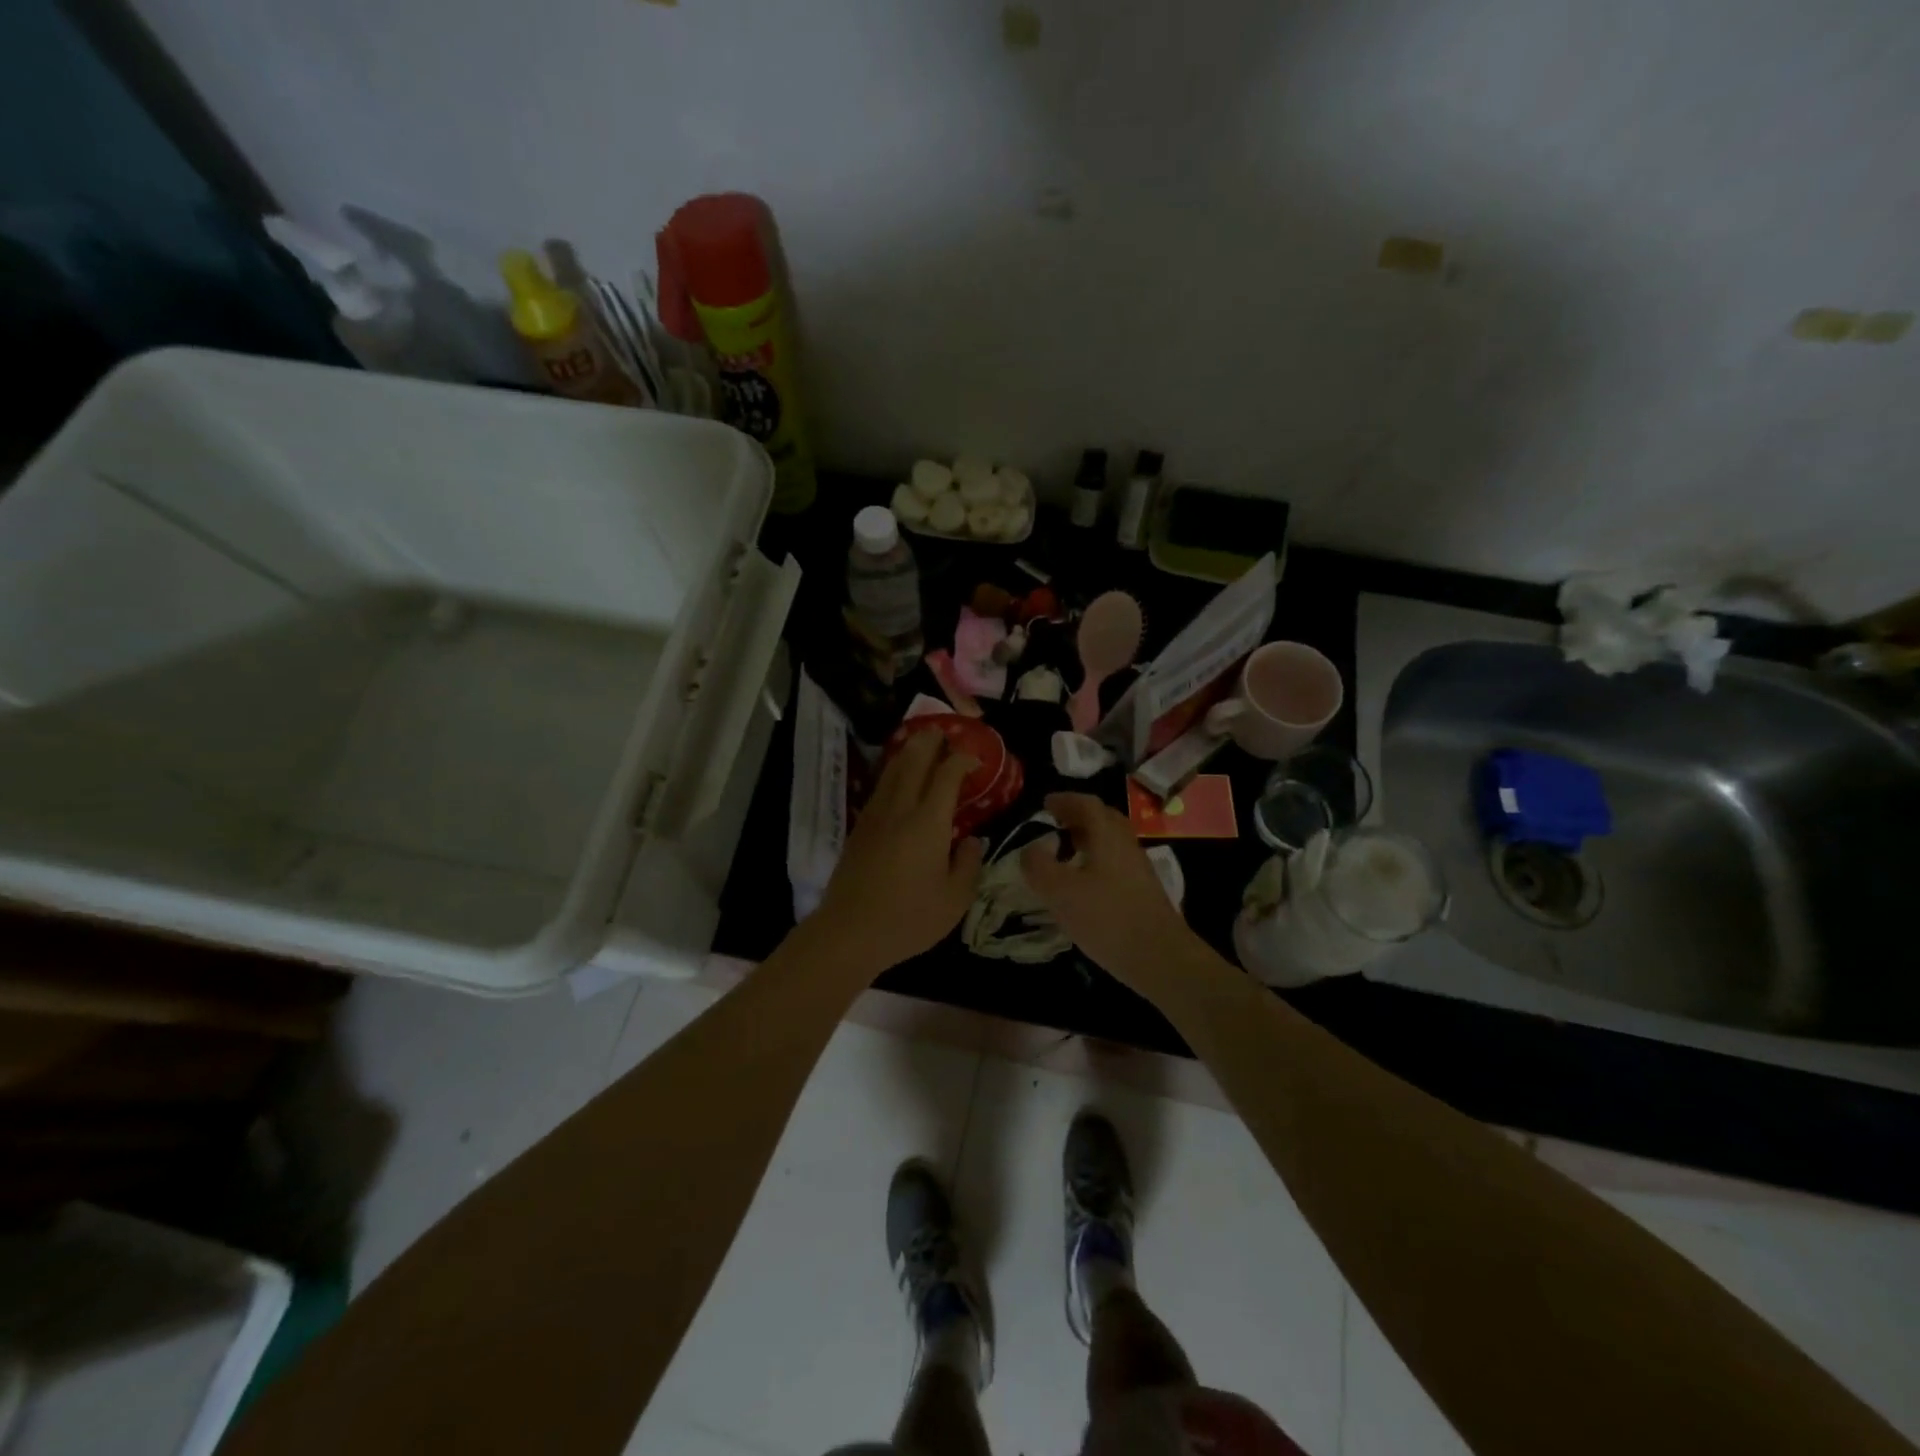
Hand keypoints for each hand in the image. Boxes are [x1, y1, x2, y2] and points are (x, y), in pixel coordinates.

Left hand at [805, 730, 986, 976]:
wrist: (849, 932)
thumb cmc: (908, 918)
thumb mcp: (955, 899)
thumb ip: (969, 864)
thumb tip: (972, 840)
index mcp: (928, 822)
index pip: (947, 775)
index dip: (962, 760)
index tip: (974, 758)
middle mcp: (900, 809)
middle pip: (914, 760)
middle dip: (931, 742)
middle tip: (944, 732)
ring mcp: (875, 817)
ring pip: (892, 771)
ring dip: (908, 752)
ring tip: (921, 744)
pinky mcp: (859, 829)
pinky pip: (880, 788)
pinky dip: (893, 773)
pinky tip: (897, 780)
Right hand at [1021, 793, 1202, 992]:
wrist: (1161, 958)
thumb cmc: (1107, 918)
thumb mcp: (1060, 893)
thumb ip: (1039, 866)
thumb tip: (1029, 849)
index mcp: (1107, 836)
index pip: (1087, 804)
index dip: (1065, 800)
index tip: (1045, 803)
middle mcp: (1126, 845)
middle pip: (1104, 819)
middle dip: (1078, 816)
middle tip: (1055, 823)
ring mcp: (1139, 869)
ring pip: (1111, 842)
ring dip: (1088, 840)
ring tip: (1065, 853)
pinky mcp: (1143, 892)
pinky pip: (1116, 863)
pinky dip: (1096, 861)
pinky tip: (1084, 884)